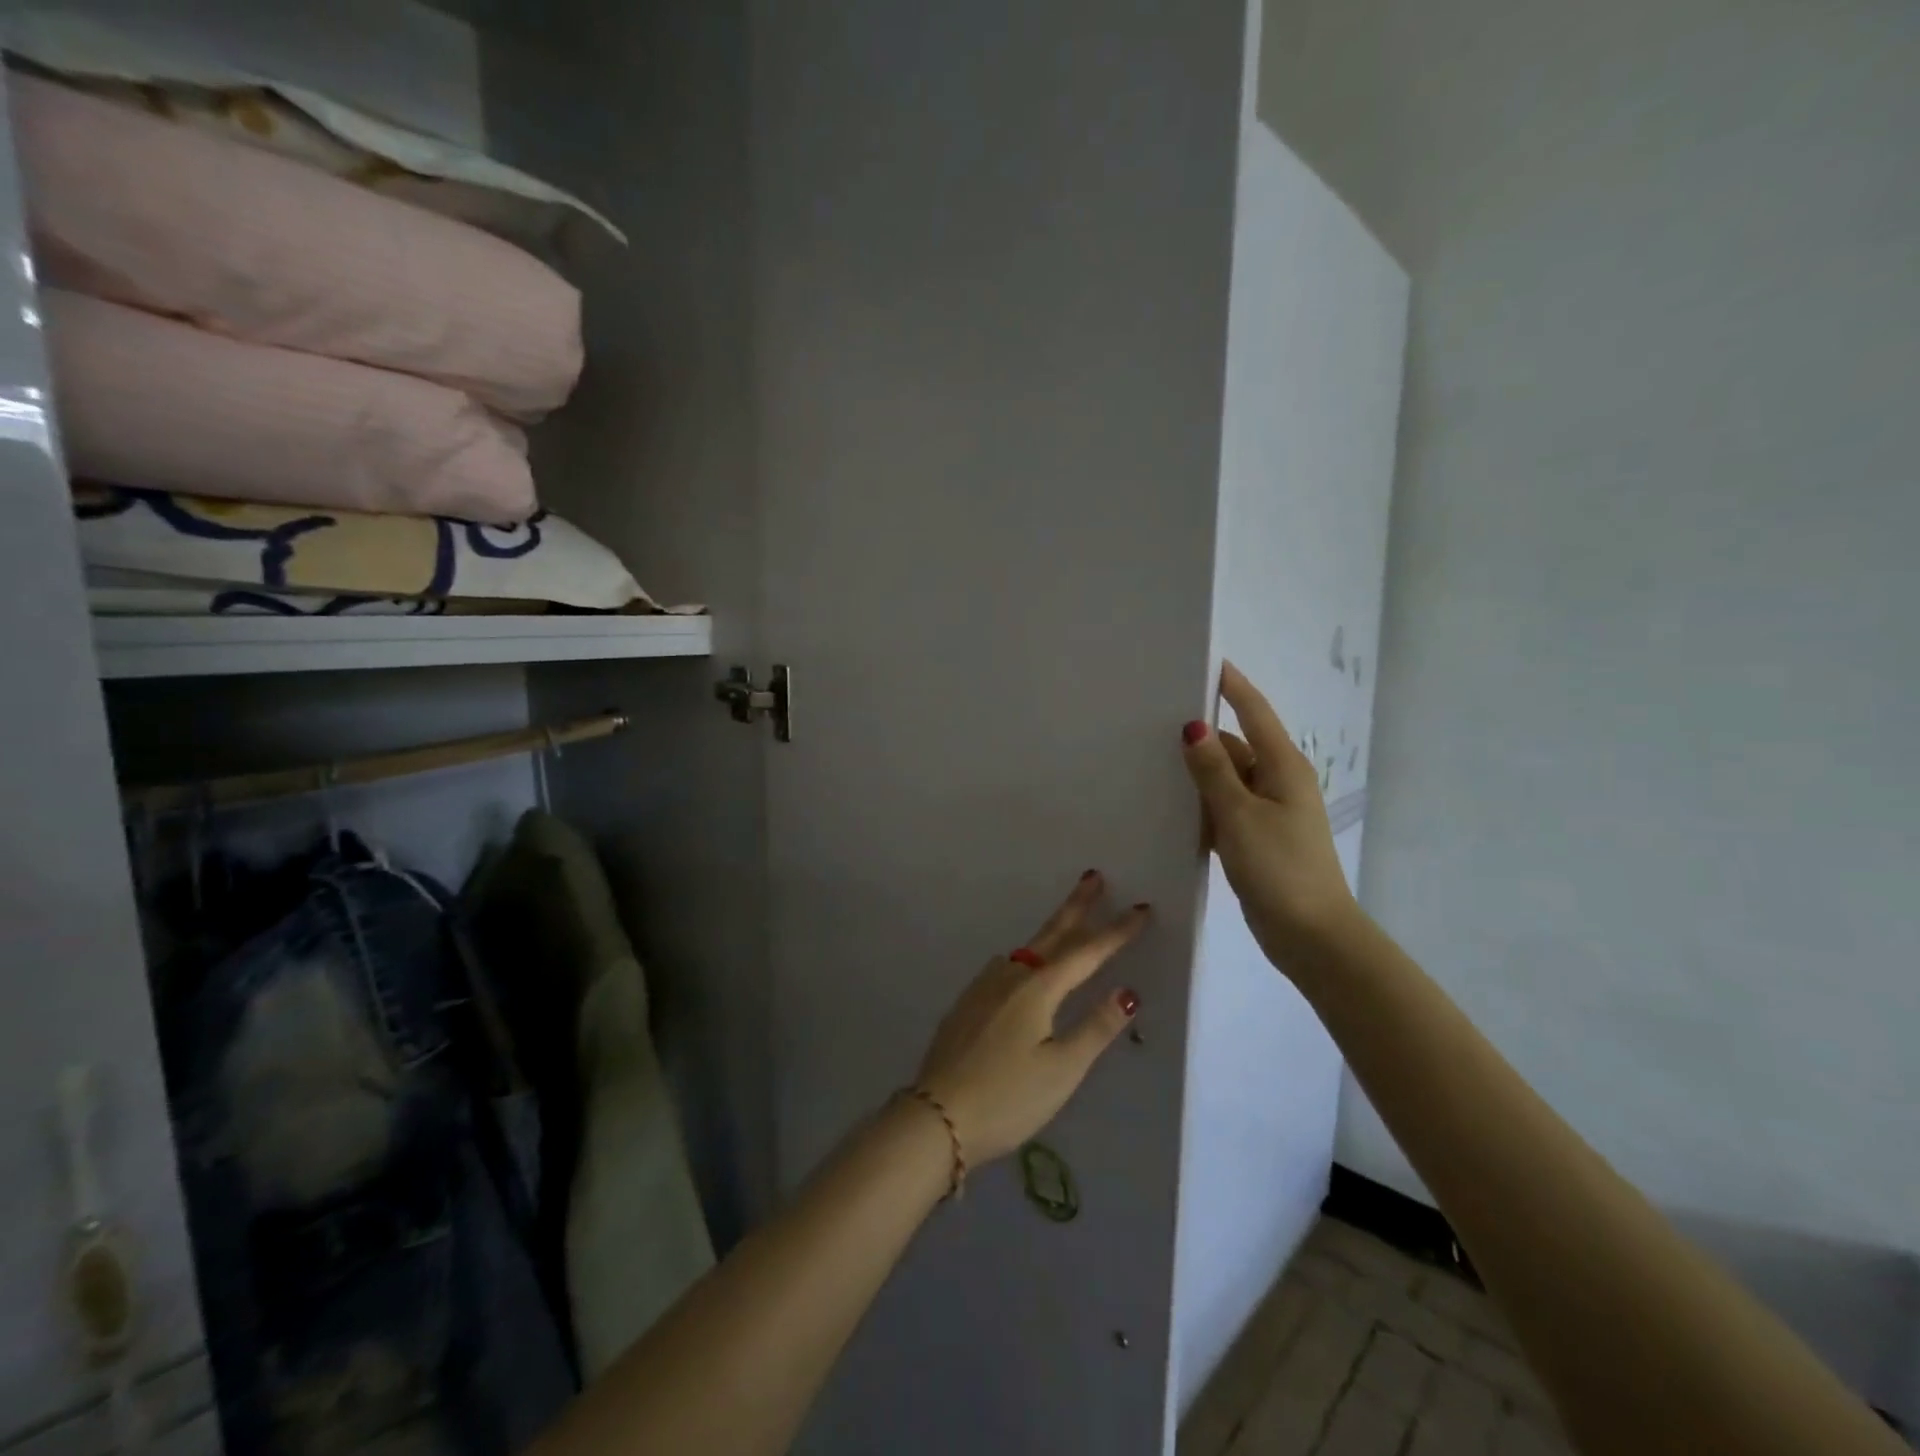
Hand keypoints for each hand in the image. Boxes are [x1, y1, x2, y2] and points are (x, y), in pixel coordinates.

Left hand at [913, 874, 1147, 1166]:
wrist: (937, 1116)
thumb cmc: (1008, 1097)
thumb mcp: (1062, 1069)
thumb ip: (1096, 1028)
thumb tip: (1128, 991)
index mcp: (1037, 989)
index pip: (1086, 952)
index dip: (1116, 931)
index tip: (1140, 908)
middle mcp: (1010, 977)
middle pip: (1051, 934)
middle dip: (1076, 905)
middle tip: (1093, 876)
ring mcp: (983, 987)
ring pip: (1027, 950)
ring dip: (1052, 931)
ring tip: (1069, 922)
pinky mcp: (967, 1003)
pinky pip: (1007, 968)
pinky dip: (1028, 957)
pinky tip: (1026, 969)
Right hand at [1183, 661, 1360, 968]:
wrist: (1311, 935)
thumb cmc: (1279, 868)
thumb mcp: (1239, 815)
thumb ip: (1213, 770)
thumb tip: (1193, 727)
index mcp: (1282, 766)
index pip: (1254, 711)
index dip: (1231, 686)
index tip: (1205, 661)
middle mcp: (1278, 781)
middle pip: (1236, 745)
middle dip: (1201, 737)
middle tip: (1153, 723)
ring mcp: (1269, 811)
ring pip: (1227, 779)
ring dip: (1198, 775)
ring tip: (1151, 763)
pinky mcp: (1257, 838)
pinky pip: (1225, 808)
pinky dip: (1203, 806)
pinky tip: (1171, 810)